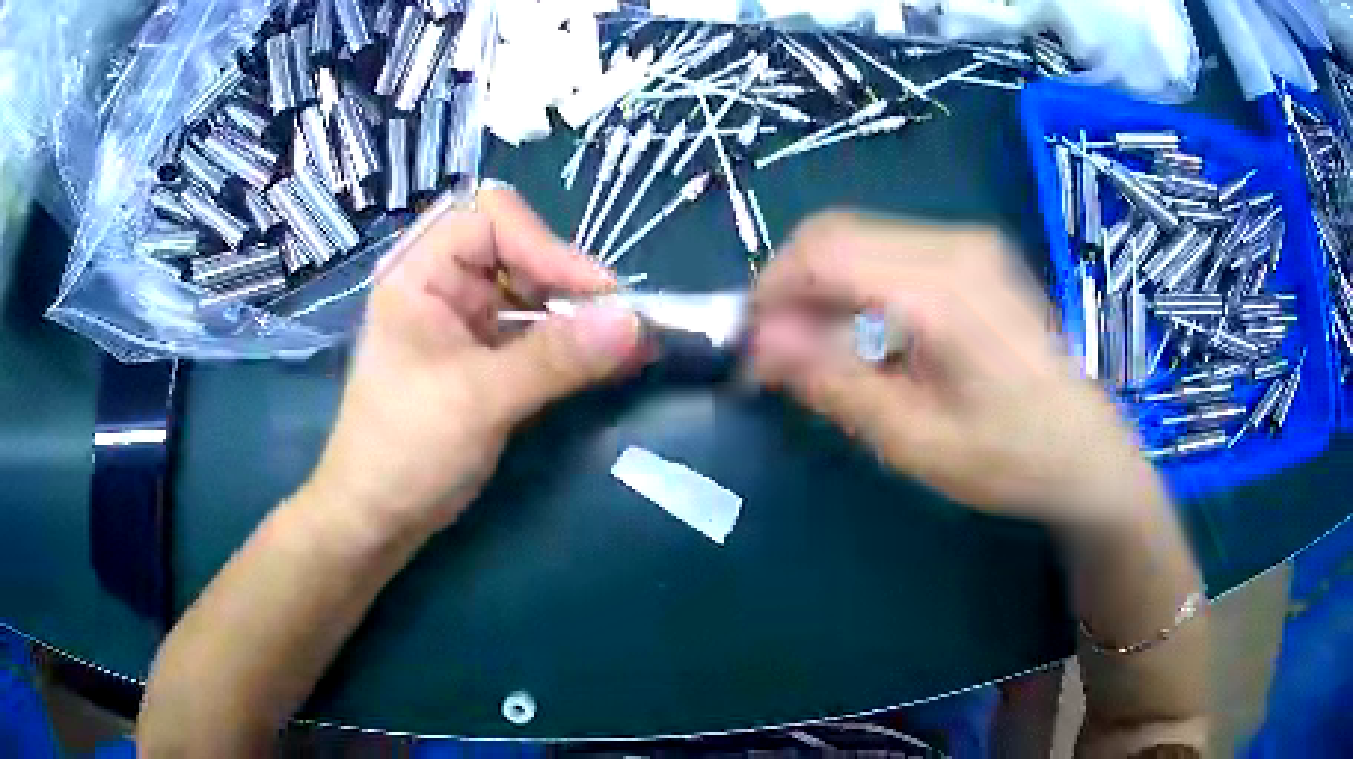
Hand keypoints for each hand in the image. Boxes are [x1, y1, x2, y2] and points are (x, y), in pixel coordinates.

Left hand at [304, 186, 644, 538]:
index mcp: (419, 272)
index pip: (491, 218)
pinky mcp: (484, 359)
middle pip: (520, 250)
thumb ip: (556, 358)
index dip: (545, 245)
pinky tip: (609, 361)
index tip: (595, 295)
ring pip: (534, 293)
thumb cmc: (405, 450)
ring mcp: (465, 322)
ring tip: (628, 344)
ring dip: (580, 315)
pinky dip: (573, 345)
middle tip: (618, 324)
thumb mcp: (478, 399)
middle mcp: (444, 285)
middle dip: (569, 281)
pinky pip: (537, 334)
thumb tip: (635, 323)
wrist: (378, 519)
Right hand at [749, 211, 1166, 522]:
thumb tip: (759, 344)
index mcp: (943, 289)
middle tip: (779, 355)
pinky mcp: (974, 254)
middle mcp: (955, 245)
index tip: (750, 347)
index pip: (823, 251)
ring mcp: (968, 243)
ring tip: (816, 351)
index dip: (770, 291)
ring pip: (858, 237)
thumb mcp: (916, 441)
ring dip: (821, 286)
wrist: (1087, 450)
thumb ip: (835, 385)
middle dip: (790, 287)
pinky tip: (861, 333)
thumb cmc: (1011, 459)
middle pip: (835, 233)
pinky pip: (889, 249)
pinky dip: (855, 284)